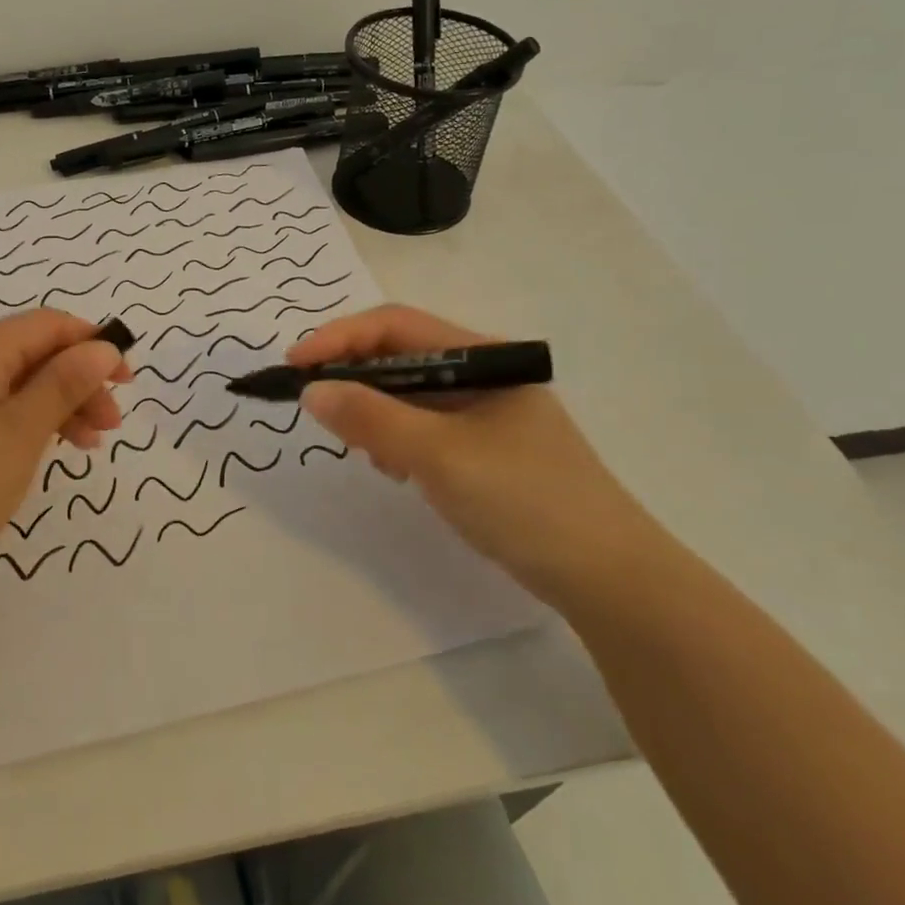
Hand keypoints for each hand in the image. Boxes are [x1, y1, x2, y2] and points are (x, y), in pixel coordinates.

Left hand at [0, 311, 130, 590]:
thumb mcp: (21, 434)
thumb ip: (65, 383)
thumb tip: (101, 346)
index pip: (48, 324)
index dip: (94, 345)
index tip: (126, 383)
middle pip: (26, 352)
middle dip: (74, 383)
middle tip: (107, 429)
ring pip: (2, 379)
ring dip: (46, 405)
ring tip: (79, 448)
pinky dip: (10, 417)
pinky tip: (27, 451)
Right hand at [290, 305, 656, 605]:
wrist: (609, 578)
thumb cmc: (524, 500)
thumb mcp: (438, 456)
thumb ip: (371, 418)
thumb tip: (311, 390)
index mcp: (481, 357)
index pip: (395, 326)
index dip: (339, 338)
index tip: (295, 366)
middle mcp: (483, 375)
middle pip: (400, 357)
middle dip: (354, 378)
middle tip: (321, 412)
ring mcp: (486, 413)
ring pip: (409, 395)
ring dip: (375, 413)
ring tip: (363, 450)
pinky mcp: (485, 449)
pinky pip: (425, 428)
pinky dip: (398, 440)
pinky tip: (395, 469)